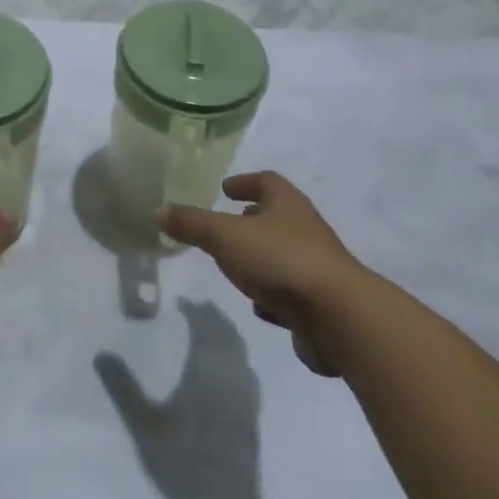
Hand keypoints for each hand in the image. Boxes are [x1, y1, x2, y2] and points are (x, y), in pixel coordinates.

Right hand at [157, 171, 359, 376]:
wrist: (339, 317)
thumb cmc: (280, 260)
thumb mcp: (225, 236)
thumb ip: (192, 224)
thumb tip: (159, 210)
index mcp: (287, 204)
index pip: (267, 181)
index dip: (245, 182)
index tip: (225, 188)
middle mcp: (305, 230)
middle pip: (276, 218)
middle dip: (251, 220)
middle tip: (226, 225)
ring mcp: (315, 268)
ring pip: (282, 256)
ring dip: (261, 259)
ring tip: (237, 267)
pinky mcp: (319, 304)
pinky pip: (291, 293)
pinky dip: (273, 295)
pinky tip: (260, 308)